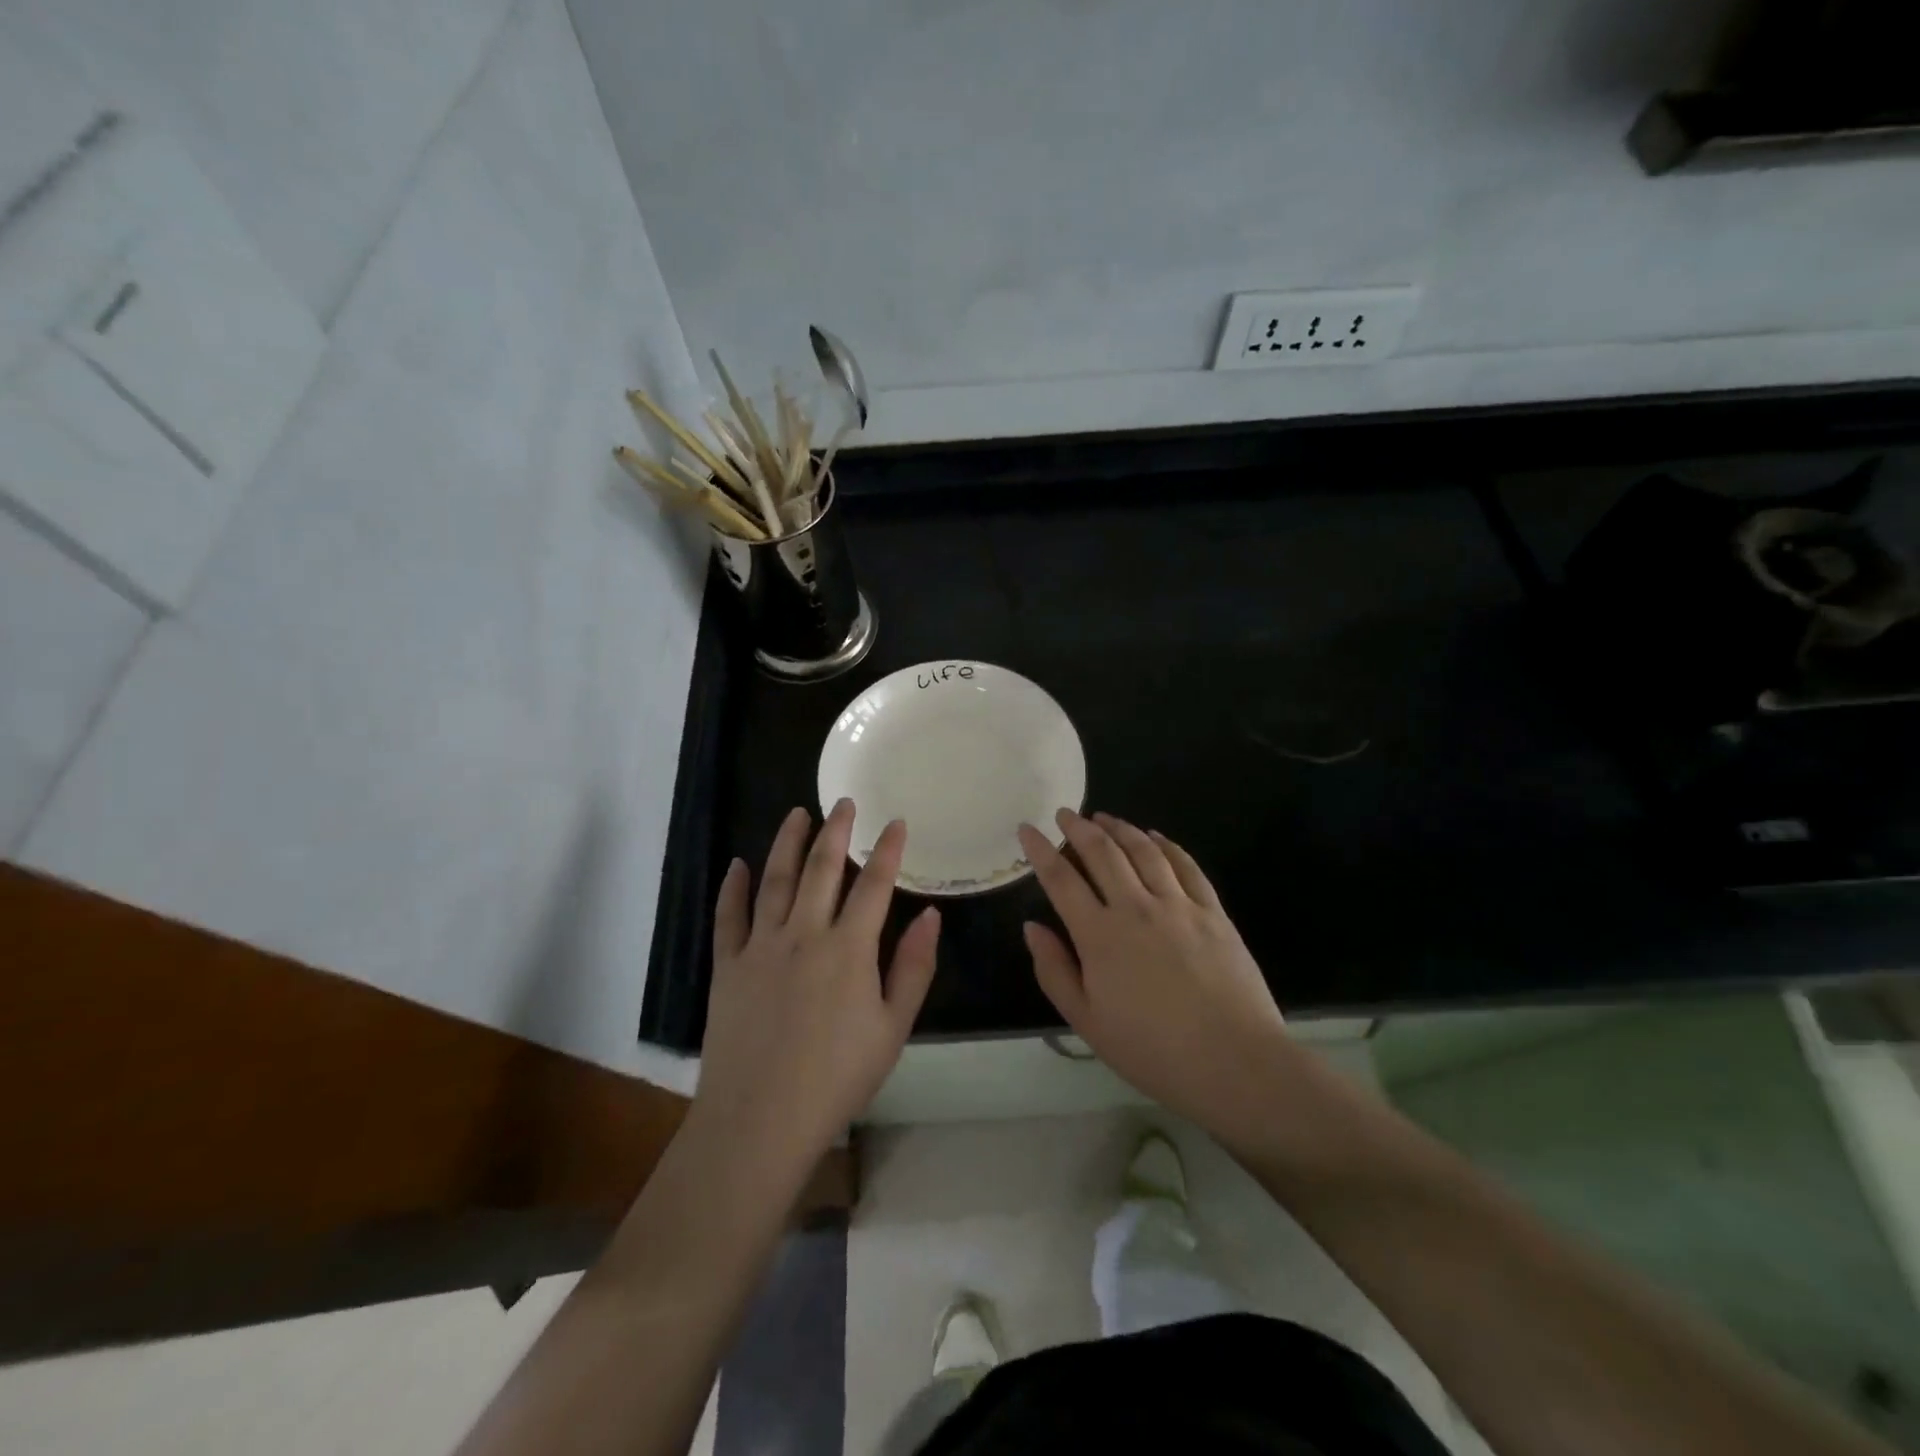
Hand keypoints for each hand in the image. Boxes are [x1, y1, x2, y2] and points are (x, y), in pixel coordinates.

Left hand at [694, 800, 939, 1175]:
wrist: (760, 1120)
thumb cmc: (837, 1078)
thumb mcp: (893, 1028)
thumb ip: (913, 967)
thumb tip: (931, 915)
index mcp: (849, 948)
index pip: (874, 885)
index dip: (887, 850)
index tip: (895, 822)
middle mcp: (804, 933)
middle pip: (822, 869)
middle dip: (836, 831)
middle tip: (844, 803)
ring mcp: (761, 946)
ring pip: (776, 880)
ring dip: (788, 843)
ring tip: (797, 814)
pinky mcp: (727, 965)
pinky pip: (729, 916)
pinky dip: (733, 887)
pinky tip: (739, 865)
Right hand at [1018, 810, 1290, 1147]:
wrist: (1235, 1063)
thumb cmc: (1153, 1051)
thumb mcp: (1087, 1022)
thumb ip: (1055, 970)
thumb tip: (1032, 927)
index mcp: (1099, 936)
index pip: (1061, 879)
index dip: (1040, 850)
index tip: (1027, 828)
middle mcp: (1136, 908)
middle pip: (1102, 853)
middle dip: (1078, 828)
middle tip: (1065, 814)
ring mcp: (1178, 905)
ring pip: (1143, 851)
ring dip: (1119, 828)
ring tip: (1104, 818)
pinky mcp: (1213, 912)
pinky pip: (1186, 865)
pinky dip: (1166, 845)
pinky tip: (1155, 837)